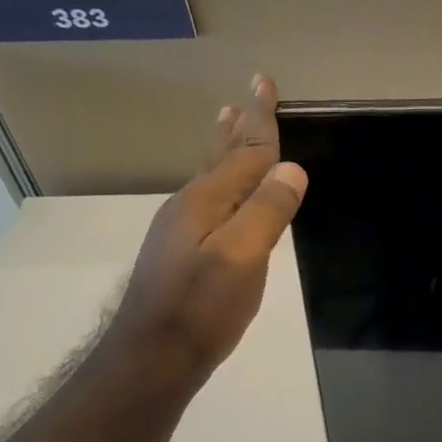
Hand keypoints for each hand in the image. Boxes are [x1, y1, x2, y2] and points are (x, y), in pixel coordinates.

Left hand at [103, 74, 307, 393]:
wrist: (150, 359)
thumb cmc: (200, 309)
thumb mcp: (242, 259)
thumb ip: (266, 211)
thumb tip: (291, 169)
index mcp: (206, 201)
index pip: (244, 151)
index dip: (259, 118)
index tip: (264, 82)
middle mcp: (189, 206)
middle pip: (221, 155)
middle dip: (239, 124)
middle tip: (248, 93)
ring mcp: (181, 229)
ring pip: (210, 175)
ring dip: (224, 146)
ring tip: (227, 120)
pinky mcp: (181, 251)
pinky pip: (208, 196)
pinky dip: (220, 177)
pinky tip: (220, 187)